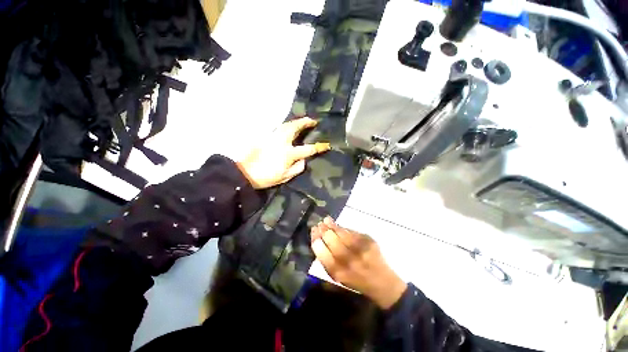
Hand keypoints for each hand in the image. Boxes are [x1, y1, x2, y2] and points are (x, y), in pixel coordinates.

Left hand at [236, 117, 330, 188]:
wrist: (247, 173)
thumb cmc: (268, 177)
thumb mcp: (286, 177)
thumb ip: (298, 167)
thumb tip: (304, 159)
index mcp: (289, 154)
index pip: (308, 149)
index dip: (318, 147)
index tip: (326, 145)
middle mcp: (282, 142)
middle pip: (295, 128)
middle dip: (305, 122)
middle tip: (312, 120)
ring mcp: (273, 137)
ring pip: (286, 125)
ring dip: (296, 121)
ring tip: (302, 121)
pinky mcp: (266, 137)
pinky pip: (279, 128)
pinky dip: (286, 125)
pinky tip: (289, 127)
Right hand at [310, 217, 406, 308]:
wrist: (382, 283)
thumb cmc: (356, 281)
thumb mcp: (338, 277)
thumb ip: (327, 261)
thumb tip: (318, 241)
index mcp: (339, 273)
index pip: (323, 253)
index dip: (316, 240)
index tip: (314, 232)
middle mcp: (350, 261)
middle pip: (332, 240)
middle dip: (323, 230)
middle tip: (319, 225)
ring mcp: (361, 250)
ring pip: (342, 233)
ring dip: (332, 225)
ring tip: (326, 220)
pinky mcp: (369, 242)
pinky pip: (352, 232)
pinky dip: (343, 228)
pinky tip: (337, 225)